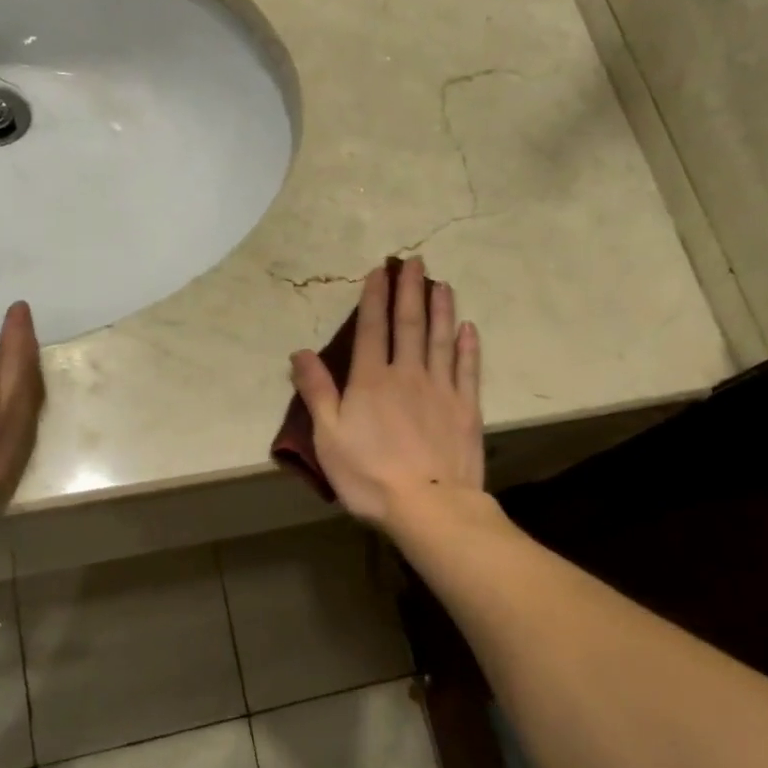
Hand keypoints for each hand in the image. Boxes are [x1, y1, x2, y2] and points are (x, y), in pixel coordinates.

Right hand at [290, 256, 484, 529]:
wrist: (429, 505)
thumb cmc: (369, 474)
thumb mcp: (327, 436)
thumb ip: (316, 391)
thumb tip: (299, 352)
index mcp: (371, 380)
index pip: (372, 328)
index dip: (375, 297)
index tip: (380, 271)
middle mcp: (408, 374)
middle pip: (410, 324)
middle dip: (411, 290)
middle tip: (416, 261)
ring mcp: (441, 389)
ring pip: (442, 339)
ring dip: (441, 309)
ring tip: (442, 283)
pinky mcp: (466, 408)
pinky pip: (468, 369)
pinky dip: (468, 346)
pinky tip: (468, 328)